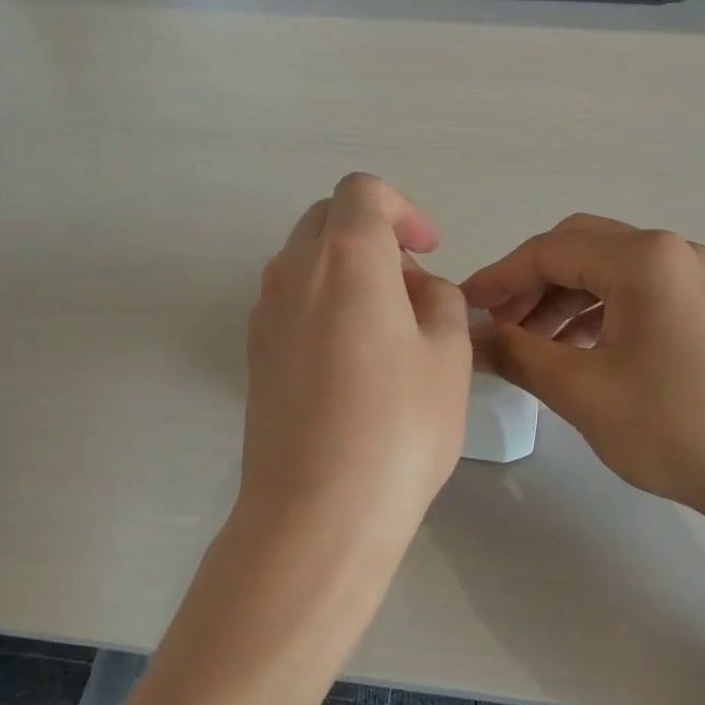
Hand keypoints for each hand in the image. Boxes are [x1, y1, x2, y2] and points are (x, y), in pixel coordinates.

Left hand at [237, 174, 471, 563]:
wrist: (316, 512)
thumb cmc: (398, 427)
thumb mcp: (449, 355)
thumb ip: (440, 302)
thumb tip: (417, 291)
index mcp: (345, 258)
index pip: (363, 193)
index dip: (402, 209)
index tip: (429, 250)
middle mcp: (293, 272)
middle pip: (328, 220)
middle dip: (374, 236)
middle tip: (412, 288)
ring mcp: (265, 313)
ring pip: (306, 261)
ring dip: (348, 271)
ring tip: (388, 328)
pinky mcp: (255, 354)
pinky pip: (291, 302)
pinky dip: (323, 304)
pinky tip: (352, 361)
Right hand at [462, 216, 704, 538]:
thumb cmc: (674, 428)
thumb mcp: (581, 391)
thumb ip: (517, 354)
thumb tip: (472, 336)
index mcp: (643, 258)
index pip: (548, 251)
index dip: (498, 277)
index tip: (463, 307)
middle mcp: (671, 252)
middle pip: (578, 249)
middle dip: (529, 284)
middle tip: (497, 325)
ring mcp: (695, 278)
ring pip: (606, 272)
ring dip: (561, 300)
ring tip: (530, 345)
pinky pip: (634, 294)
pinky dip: (595, 313)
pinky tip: (575, 351)